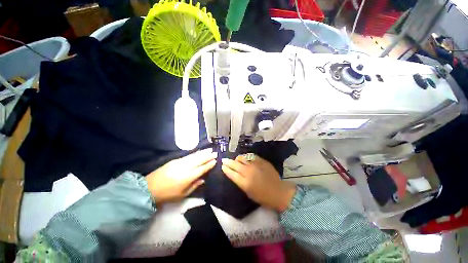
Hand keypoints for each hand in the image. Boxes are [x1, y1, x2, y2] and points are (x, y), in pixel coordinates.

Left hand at [146, 148, 216, 204]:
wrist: (148, 188)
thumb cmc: (167, 195)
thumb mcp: (182, 195)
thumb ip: (194, 186)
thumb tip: (203, 179)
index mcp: (187, 178)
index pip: (201, 169)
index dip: (209, 165)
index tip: (215, 160)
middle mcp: (184, 168)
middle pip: (199, 160)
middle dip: (208, 156)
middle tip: (215, 152)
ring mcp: (179, 163)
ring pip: (194, 156)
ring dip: (202, 152)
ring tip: (209, 149)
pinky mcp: (174, 160)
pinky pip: (188, 156)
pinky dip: (195, 153)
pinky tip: (199, 152)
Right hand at [221, 155, 295, 212]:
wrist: (278, 192)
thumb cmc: (263, 196)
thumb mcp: (248, 193)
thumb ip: (240, 182)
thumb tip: (235, 174)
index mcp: (244, 183)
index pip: (231, 173)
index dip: (226, 169)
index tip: (222, 166)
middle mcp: (248, 172)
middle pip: (235, 164)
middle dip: (228, 162)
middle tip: (224, 160)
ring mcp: (255, 165)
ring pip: (242, 158)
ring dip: (237, 159)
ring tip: (236, 160)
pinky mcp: (261, 161)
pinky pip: (251, 156)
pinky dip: (246, 157)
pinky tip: (245, 158)